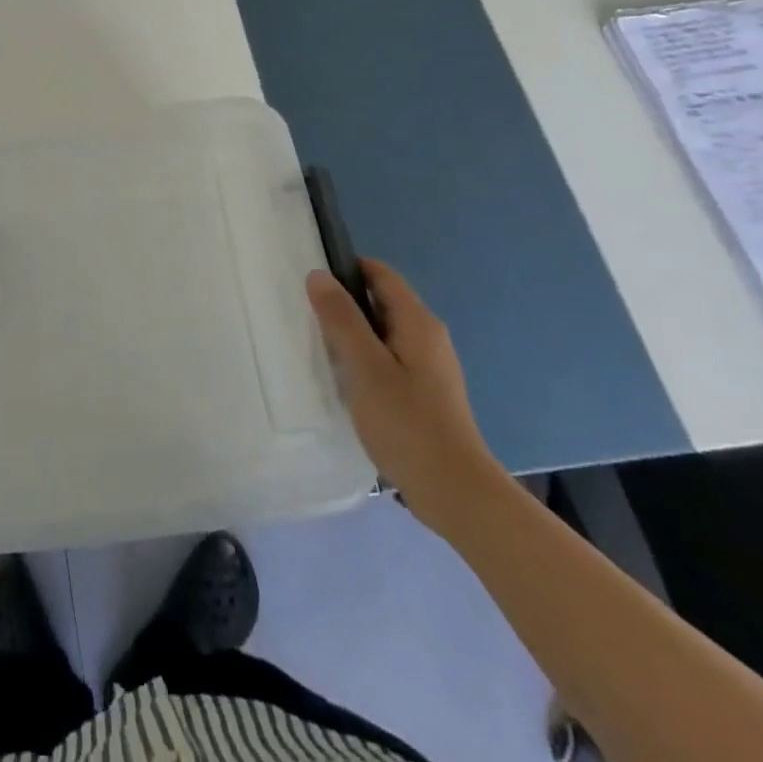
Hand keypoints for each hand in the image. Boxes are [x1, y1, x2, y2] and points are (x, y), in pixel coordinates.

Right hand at [306, 260, 509, 537]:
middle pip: (381, 301)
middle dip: (345, 303)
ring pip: (383, 332)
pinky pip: (388, 358)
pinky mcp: (425, 393)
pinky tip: (345, 381)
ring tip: (319, 347)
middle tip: (307, 315)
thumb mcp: (364, 366)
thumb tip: (319, 274)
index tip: (311, 280)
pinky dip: (364, 359)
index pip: (380, 273)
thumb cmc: (407, 423)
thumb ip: (340, 318)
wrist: (455, 492)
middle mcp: (428, 336)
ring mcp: (430, 366)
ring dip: (352, 334)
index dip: (346, 268)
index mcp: (417, 322)